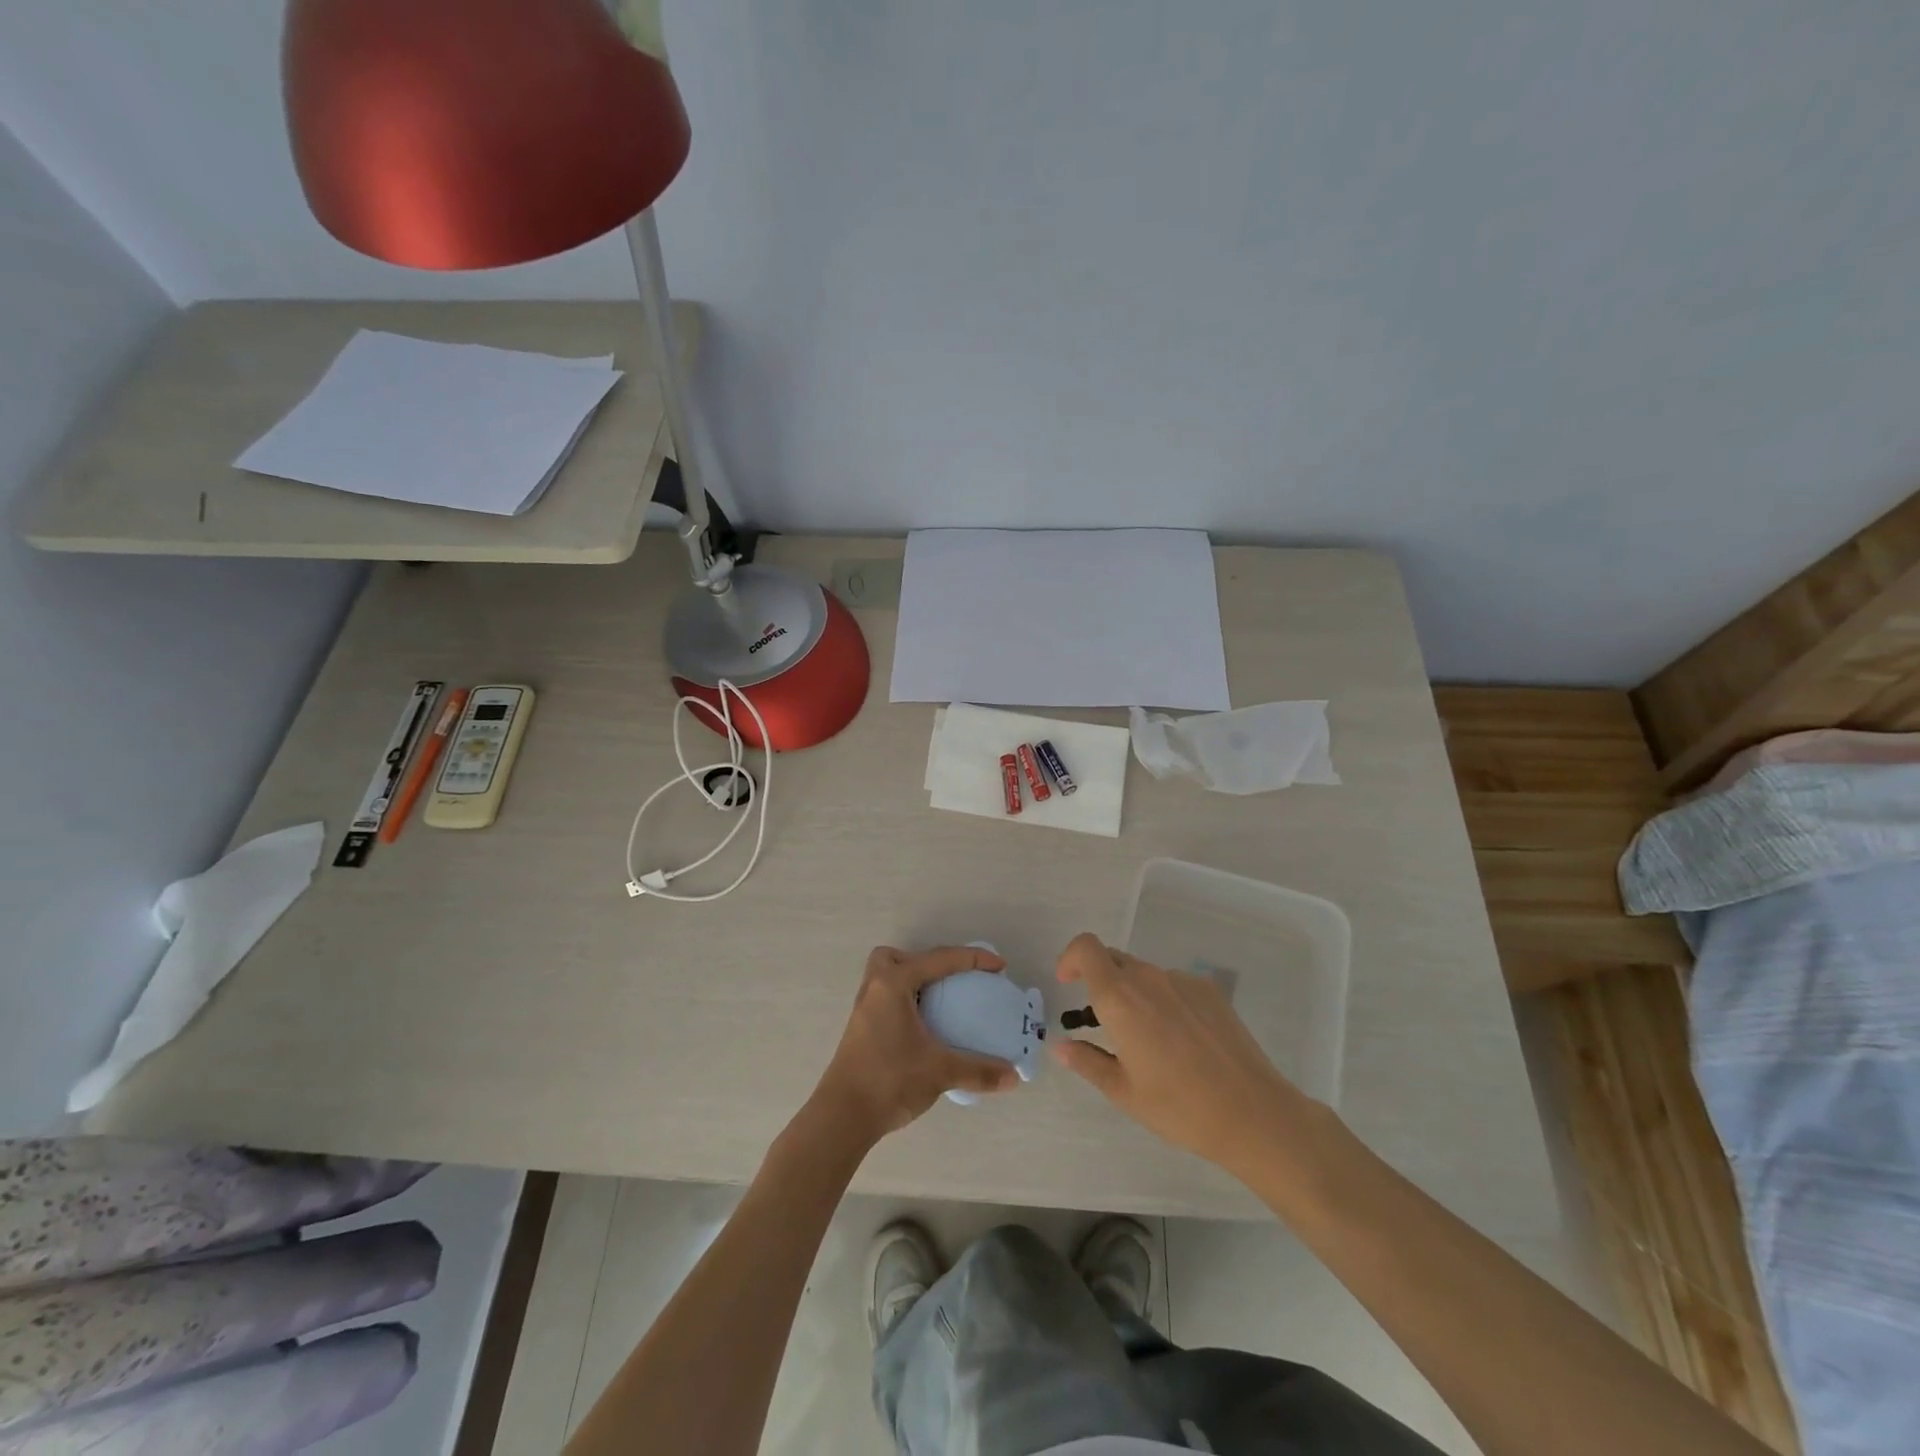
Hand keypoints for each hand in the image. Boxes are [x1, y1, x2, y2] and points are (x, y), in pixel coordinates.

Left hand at [811, 945, 1019, 1145]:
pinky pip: (886, 998)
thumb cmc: (889, 1080)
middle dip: (925, 962)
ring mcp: (864, 1009)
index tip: (999, 966)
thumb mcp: (939, 1071)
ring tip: (938, 1002)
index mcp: (893, 984)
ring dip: (912, 981)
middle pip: (897, 957)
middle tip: (951, 981)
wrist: (842, 1116)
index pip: (939, 959)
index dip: (973, 959)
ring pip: (886, 977)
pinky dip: (905, 1001)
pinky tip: (922, 1028)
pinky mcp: (861, 1029)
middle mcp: (875, 988)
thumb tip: (1013, 1077)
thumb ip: (978, 1071)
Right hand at [1050, 932, 1321, 1176]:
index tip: (1068, 984)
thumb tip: (1061, 1046)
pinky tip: (1182, 1042)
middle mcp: (1149, 978)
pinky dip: (1165, 1002)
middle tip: (1104, 1023)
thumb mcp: (1123, 1091)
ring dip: (1134, 995)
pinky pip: (1174, 985)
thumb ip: (1087, 1062)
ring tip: (1149, 1041)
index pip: (1086, 948)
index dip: (1070, 958)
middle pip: (1113, 960)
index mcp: (1120, 998)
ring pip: (1145, 975)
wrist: (1252, 1113)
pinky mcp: (1210, 990)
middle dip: (1100, 982)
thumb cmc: (1179, 1106)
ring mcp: (1183, 981)